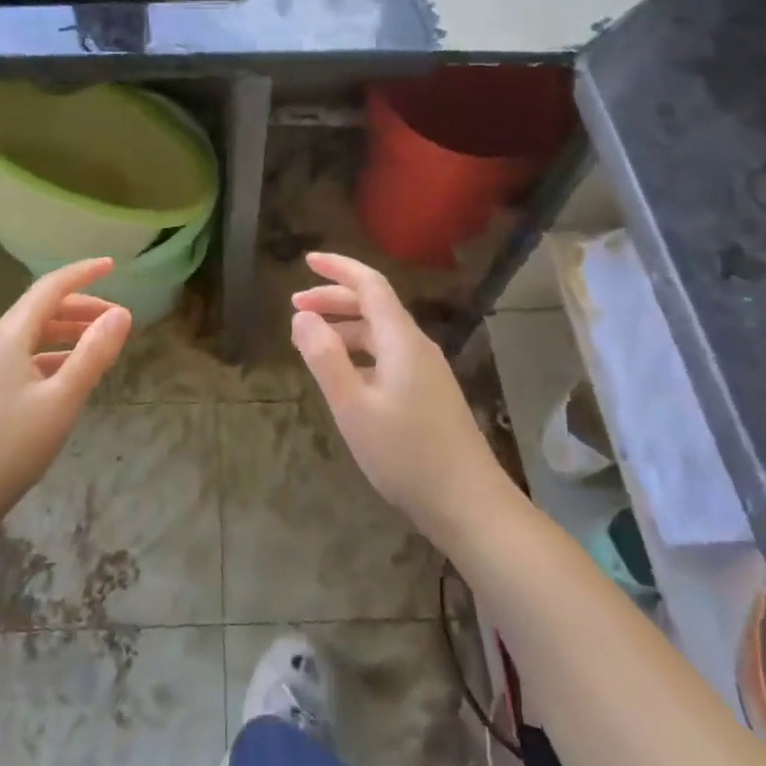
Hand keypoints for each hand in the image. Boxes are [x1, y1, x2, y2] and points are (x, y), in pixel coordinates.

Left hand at [0, 259, 132, 534]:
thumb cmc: (7, 450)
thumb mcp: (61, 402)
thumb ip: (93, 354)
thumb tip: (122, 313)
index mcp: (7, 336)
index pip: (50, 288)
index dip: (83, 274)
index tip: (112, 265)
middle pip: (40, 310)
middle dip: (80, 308)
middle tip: (117, 320)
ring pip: (29, 335)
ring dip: (66, 333)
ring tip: (99, 347)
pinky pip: (19, 358)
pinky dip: (49, 356)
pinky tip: (66, 378)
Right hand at [291, 252, 512, 549]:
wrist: (470, 505)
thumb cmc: (406, 454)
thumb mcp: (353, 407)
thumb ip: (324, 358)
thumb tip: (302, 317)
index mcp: (401, 339)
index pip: (369, 284)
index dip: (338, 268)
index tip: (306, 261)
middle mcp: (416, 345)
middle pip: (373, 306)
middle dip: (333, 299)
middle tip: (295, 307)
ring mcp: (426, 370)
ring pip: (380, 332)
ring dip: (344, 327)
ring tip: (310, 341)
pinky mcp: (429, 393)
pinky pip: (387, 355)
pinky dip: (359, 351)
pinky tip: (344, 375)